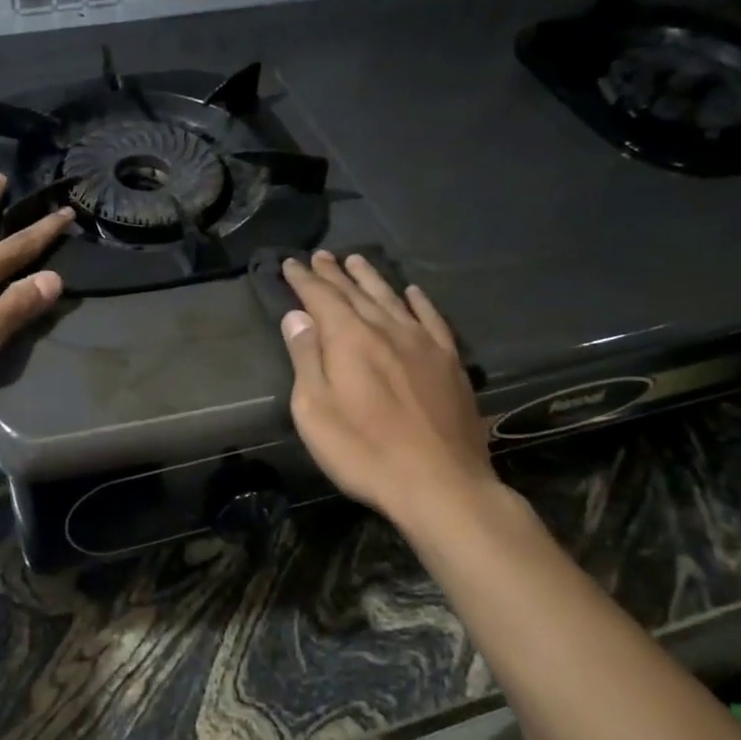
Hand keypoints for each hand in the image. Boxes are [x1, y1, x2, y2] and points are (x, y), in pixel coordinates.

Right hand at [279, 251, 497, 527]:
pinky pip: (432, 319)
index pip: (321, 298)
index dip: (304, 280)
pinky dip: (419, 301)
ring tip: (356, 260)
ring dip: (371, 278)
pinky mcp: (450, 362)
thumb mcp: (315, 411)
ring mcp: (423, 344)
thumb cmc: (364, 451)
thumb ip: (306, 358)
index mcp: (350, 340)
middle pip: (356, 293)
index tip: (290, 263)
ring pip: (392, 298)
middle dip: (334, 274)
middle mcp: (387, 330)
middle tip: (320, 256)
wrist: (440, 484)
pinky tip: (412, 292)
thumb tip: (297, 316)